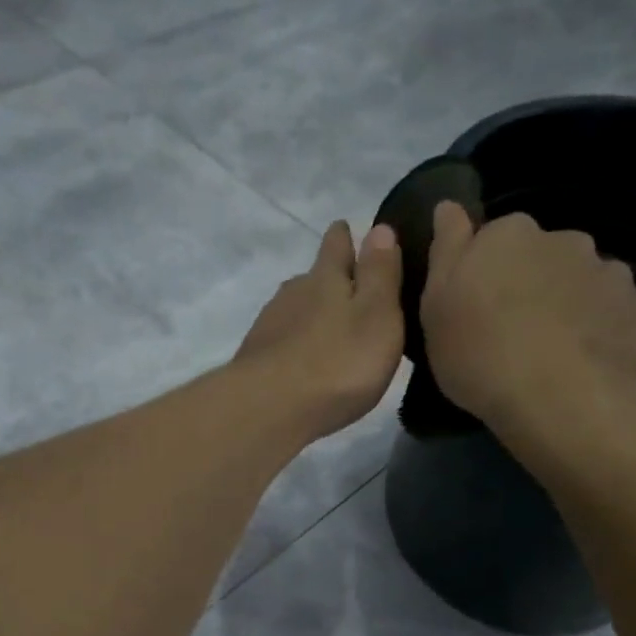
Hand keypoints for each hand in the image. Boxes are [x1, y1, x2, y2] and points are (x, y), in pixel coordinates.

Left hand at [235, 221, 403, 439]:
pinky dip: (295, 344)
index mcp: (325, 277)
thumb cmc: (337, 361)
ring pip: (294, 309)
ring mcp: (269, 326)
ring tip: (329, 327)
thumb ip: (380, 273)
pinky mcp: (256, 358)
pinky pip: (282, 340)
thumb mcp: (377, 314)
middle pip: (311, 277)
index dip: (345, 236)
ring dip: (310, 314)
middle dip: (328, 279)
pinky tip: (303, 359)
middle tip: (348, 288)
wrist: (269, 408)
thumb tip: (379, 228)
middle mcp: (292, 293)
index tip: (347, 229)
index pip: (336, 244)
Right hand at [420, 202, 635, 433]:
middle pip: (543, 256)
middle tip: (513, 332)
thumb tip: (448, 204)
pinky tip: (587, 362)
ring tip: (555, 351)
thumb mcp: (435, 305)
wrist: (560, 399)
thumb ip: (446, 248)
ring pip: (583, 281)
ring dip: (570, 303)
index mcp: (510, 234)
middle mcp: (564, 239)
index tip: (476, 306)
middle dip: (532, 283)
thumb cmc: (480, 353)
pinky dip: (603, 329)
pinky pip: (616, 313)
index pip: (495, 238)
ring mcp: (610, 272)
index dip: (485, 271)